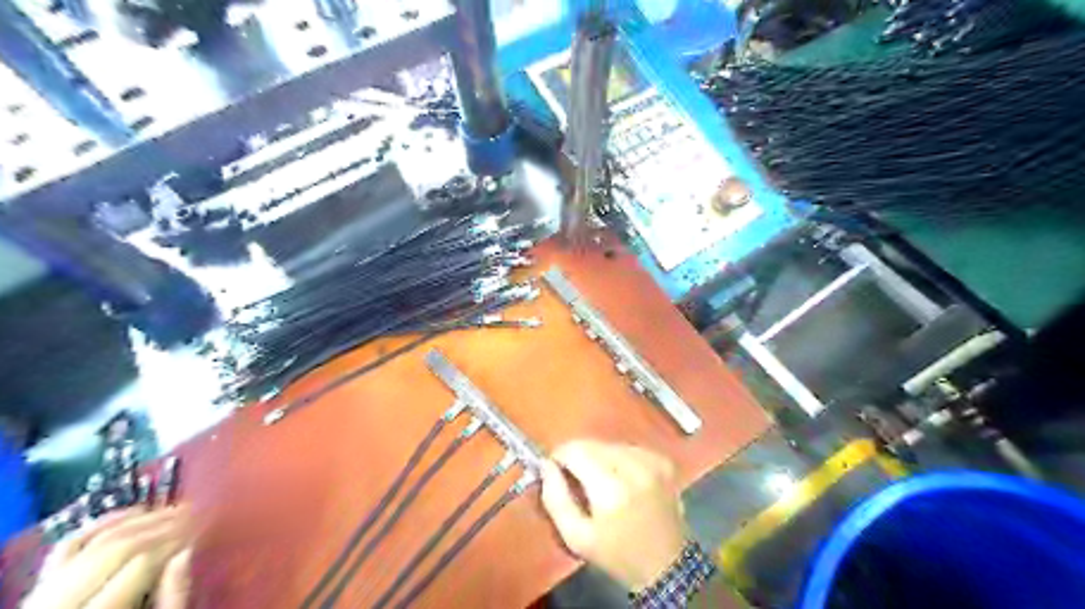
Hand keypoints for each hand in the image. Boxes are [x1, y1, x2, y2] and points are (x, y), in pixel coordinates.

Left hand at [21, 505, 191, 608]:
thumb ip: (174, 599)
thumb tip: (189, 550)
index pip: (140, 561)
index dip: (180, 537)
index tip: (212, 523)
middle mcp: (53, 607)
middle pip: (116, 548)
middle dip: (164, 524)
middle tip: (202, 511)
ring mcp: (37, 600)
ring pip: (91, 543)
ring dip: (140, 519)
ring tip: (179, 510)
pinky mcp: (36, 594)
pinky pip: (65, 549)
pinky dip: (101, 525)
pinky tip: (136, 512)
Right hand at [543, 440, 683, 592]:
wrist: (667, 565)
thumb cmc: (616, 554)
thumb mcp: (576, 538)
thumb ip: (555, 499)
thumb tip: (547, 465)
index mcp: (611, 490)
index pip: (575, 451)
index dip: (560, 456)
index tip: (554, 468)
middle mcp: (634, 468)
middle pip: (592, 444)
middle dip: (578, 456)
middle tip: (575, 477)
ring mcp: (652, 463)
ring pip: (609, 444)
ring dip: (598, 456)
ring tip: (599, 481)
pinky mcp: (663, 462)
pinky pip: (628, 448)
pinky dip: (618, 458)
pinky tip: (621, 479)